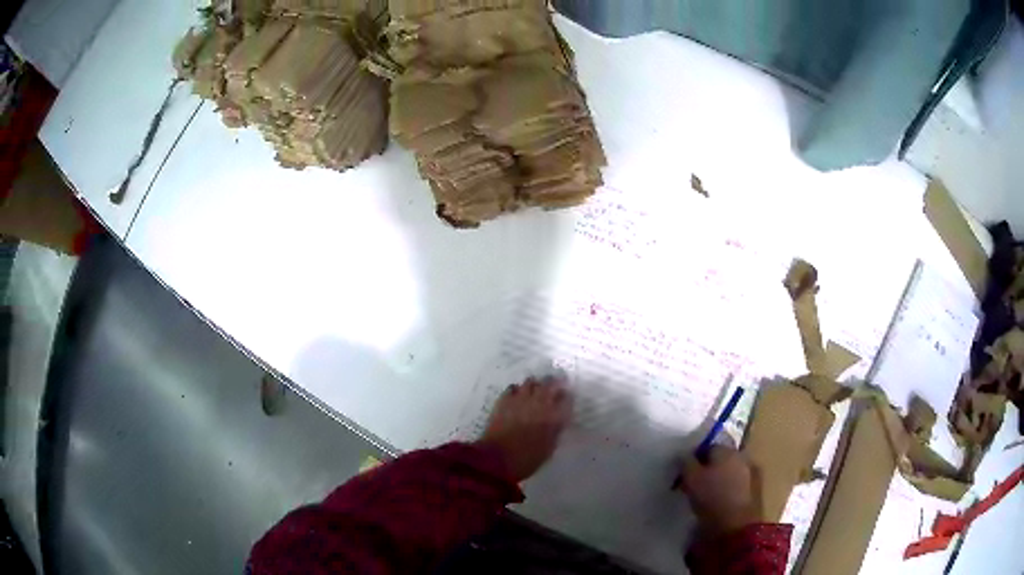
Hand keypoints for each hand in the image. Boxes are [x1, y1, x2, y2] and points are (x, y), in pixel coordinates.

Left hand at [477, 377, 571, 482]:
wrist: (497, 459)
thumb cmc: (527, 459)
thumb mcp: (549, 448)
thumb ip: (556, 430)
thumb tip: (558, 420)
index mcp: (554, 416)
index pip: (566, 397)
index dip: (567, 396)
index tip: (566, 398)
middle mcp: (539, 403)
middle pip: (550, 383)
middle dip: (554, 383)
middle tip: (554, 388)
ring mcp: (520, 399)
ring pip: (531, 381)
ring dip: (535, 385)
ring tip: (535, 391)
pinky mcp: (503, 400)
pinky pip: (513, 387)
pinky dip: (517, 390)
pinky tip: (517, 397)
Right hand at [676, 445, 760, 536]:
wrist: (738, 526)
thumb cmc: (712, 498)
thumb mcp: (691, 479)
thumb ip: (686, 463)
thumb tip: (683, 454)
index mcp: (727, 450)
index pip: (708, 447)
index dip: (695, 459)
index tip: (685, 473)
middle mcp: (743, 456)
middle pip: (723, 459)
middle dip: (711, 468)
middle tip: (697, 484)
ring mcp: (753, 473)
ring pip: (732, 472)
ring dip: (722, 479)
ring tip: (709, 495)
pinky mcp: (757, 490)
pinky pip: (739, 485)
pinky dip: (731, 490)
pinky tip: (722, 502)